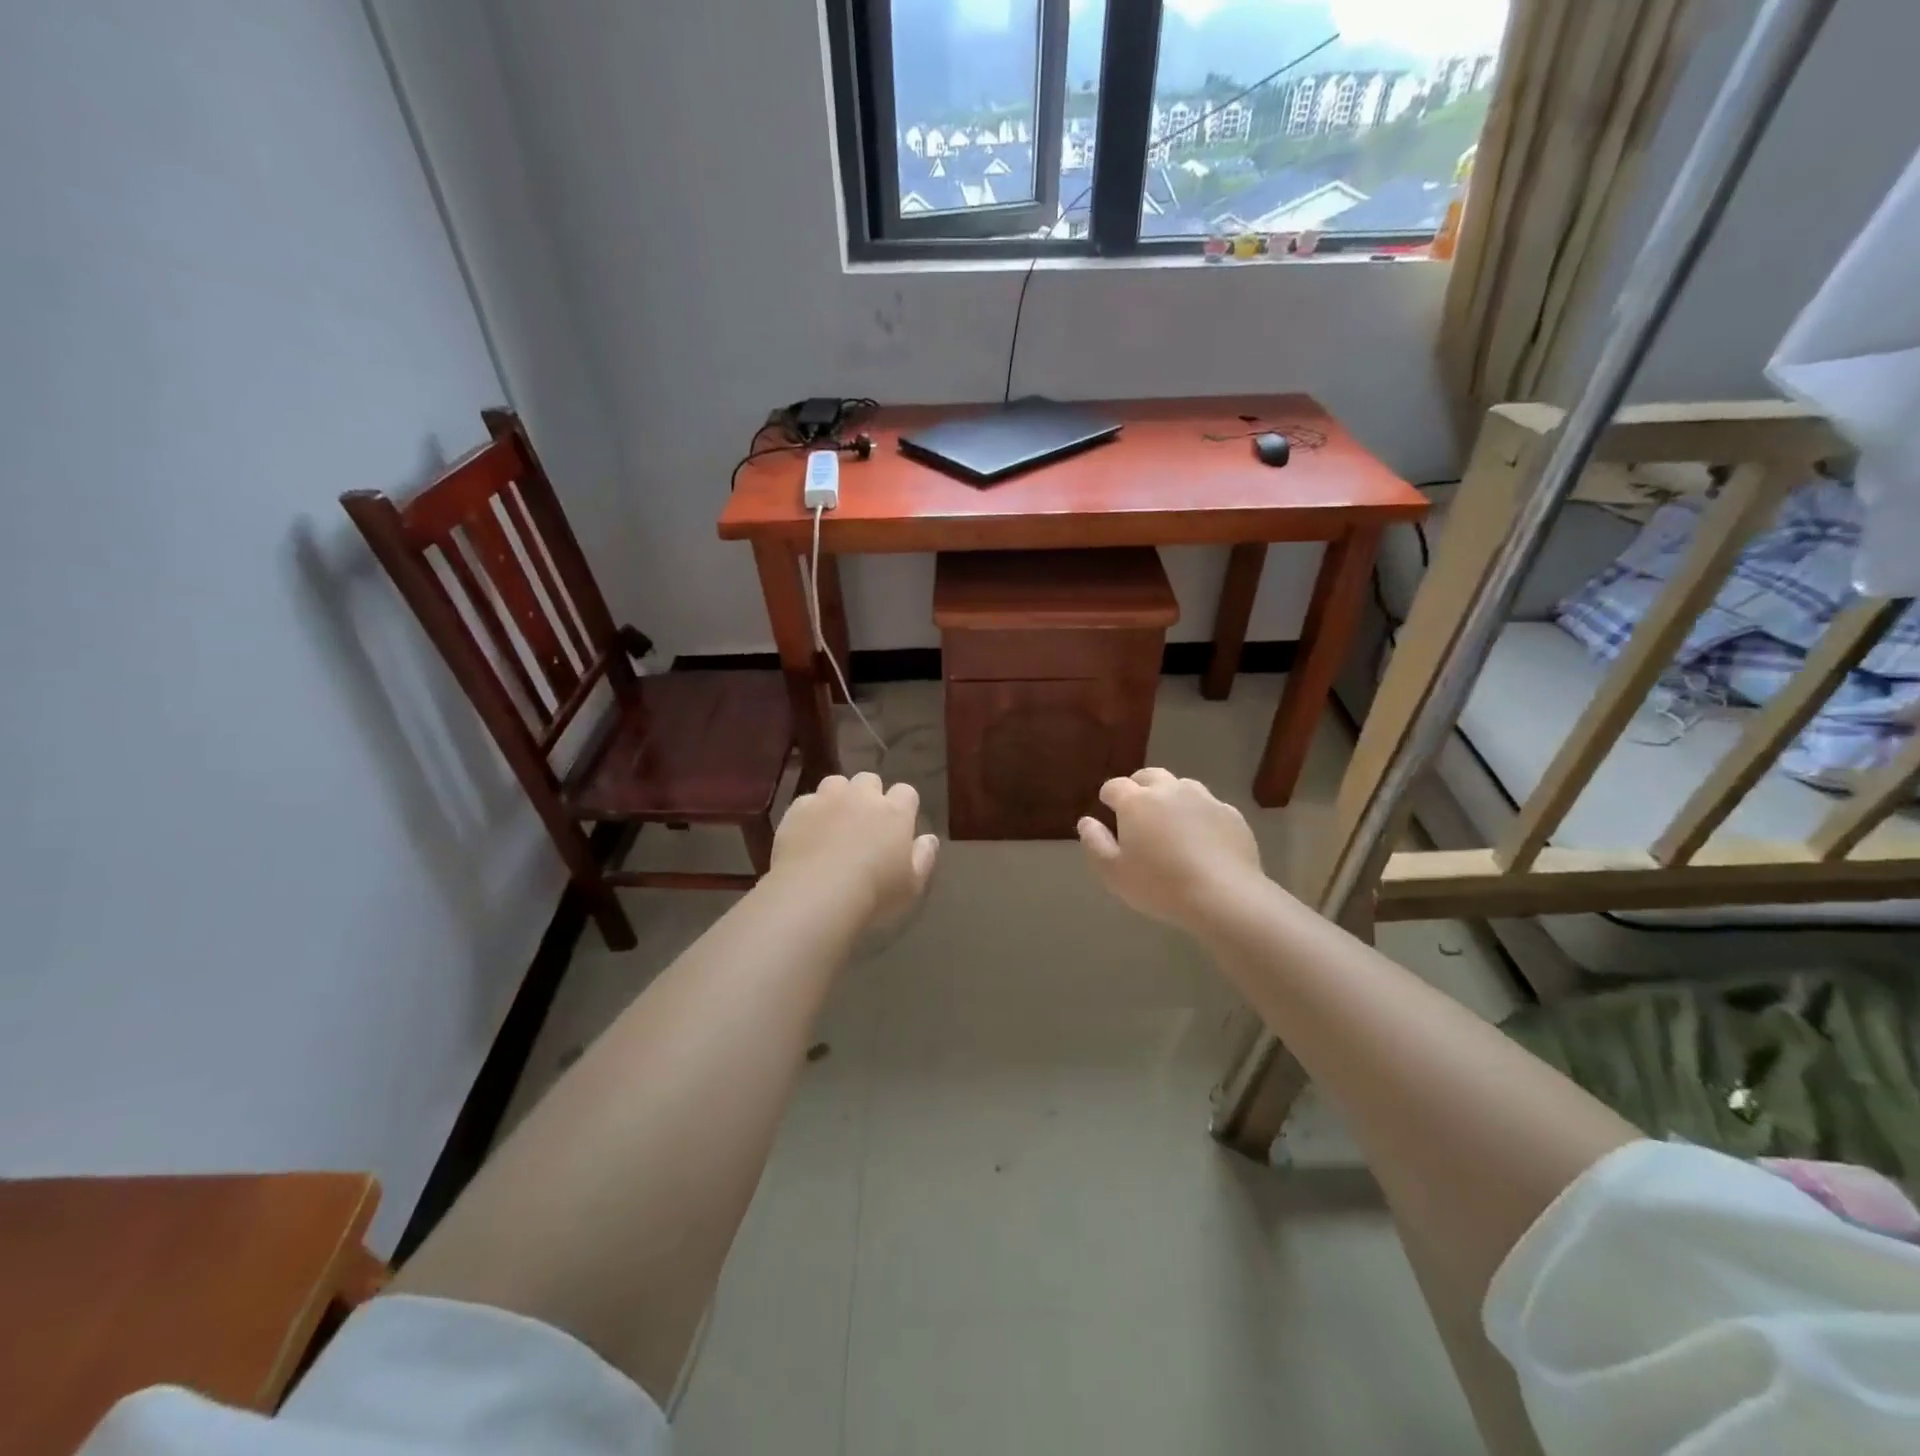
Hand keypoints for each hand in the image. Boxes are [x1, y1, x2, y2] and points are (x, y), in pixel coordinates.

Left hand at [770, 772, 938, 928]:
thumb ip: (924, 857)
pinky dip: (810, 813)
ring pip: (836, 783)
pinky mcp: (797, 809)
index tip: (899, 824)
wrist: (815, 894)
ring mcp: (827, 799)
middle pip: (869, 780)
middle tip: (865, 822)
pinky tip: (808, 835)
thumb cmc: (873, 894)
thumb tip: (929, 838)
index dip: (904, 805)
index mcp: (895, 812)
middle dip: (869, 795)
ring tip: (834, 822)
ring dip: (839, 797)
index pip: (906, 792)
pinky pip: (807, 801)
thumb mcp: (911, 885)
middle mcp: (862, 796)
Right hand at [1077, 768, 1266, 931]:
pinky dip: (1200, 815)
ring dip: (1171, 797)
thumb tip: (1086, 821)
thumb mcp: (1114, 873)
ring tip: (1171, 823)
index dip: (1108, 796)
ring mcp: (1204, 799)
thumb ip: (1095, 843)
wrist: (1223, 896)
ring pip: (1182, 786)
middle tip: (1137, 811)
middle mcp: (1170, 790)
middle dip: (1139, 787)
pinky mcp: (1231, 814)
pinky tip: (1202, 839)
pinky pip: (1209, 806)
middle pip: (1149, 776)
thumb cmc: (1160, 885)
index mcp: (1137, 801)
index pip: (1115, 786)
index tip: (1108, 811)